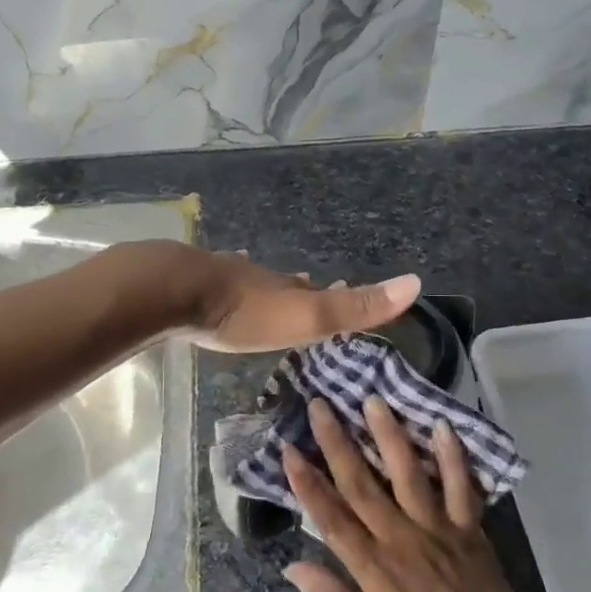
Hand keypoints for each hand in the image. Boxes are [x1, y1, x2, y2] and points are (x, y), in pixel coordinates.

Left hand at [114, 242, 419, 352]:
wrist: (173, 291)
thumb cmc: (243, 311)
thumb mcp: (304, 316)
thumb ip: (355, 308)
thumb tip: (416, 283)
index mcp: (282, 287)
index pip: (314, 289)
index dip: (331, 293)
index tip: (342, 289)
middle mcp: (253, 275)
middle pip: (278, 282)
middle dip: (292, 288)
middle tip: (301, 287)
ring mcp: (216, 275)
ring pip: (244, 279)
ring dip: (256, 286)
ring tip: (261, 289)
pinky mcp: (184, 283)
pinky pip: (208, 283)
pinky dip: (217, 287)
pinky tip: (209, 286)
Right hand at [284, 397, 545, 591]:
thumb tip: (294, 566)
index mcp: (375, 571)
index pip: (332, 518)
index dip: (307, 483)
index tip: (288, 449)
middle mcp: (403, 540)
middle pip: (363, 484)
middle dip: (338, 443)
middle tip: (320, 406)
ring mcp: (440, 531)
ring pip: (409, 474)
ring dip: (389, 435)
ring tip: (373, 401)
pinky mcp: (471, 531)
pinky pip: (462, 488)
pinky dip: (454, 457)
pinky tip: (442, 425)